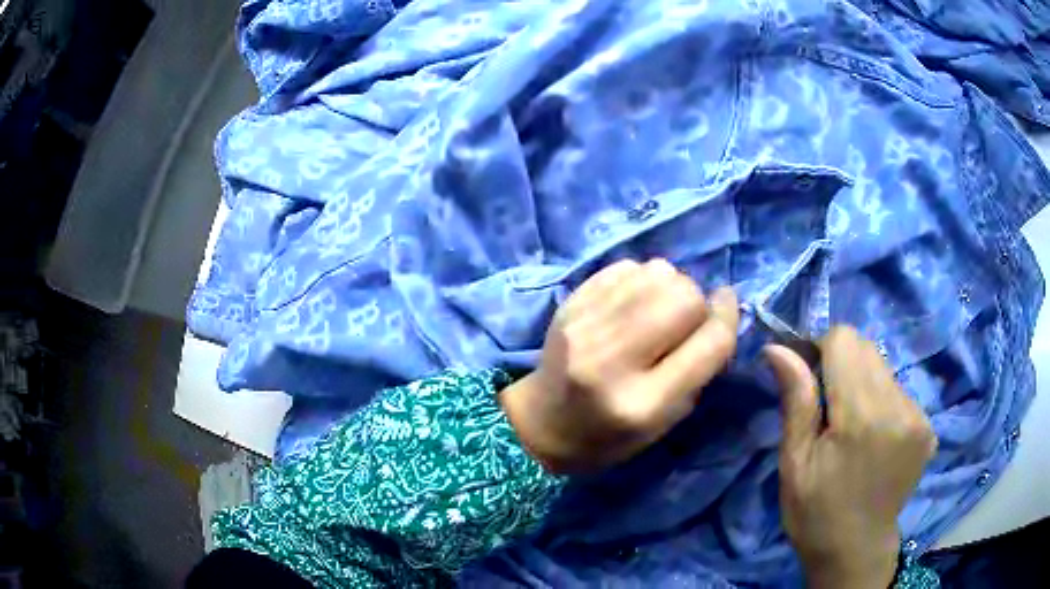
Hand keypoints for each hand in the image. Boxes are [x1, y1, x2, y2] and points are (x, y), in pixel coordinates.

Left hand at [501, 259, 739, 473]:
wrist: (541, 423)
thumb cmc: (609, 436)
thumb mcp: (664, 424)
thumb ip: (698, 371)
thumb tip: (720, 311)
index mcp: (642, 404)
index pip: (709, 345)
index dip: (728, 319)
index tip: (729, 306)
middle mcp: (612, 360)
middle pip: (684, 297)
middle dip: (697, 305)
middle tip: (685, 322)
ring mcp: (586, 326)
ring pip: (657, 272)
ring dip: (670, 287)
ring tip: (657, 311)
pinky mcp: (570, 304)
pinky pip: (627, 267)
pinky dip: (641, 280)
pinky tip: (631, 303)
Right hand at [765, 326, 936, 588]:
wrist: (855, 552)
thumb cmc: (815, 514)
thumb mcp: (794, 464)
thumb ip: (796, 401)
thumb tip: (778, 348)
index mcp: (862, 418)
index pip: (844, 340)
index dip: (819, 350)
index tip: (808, 380)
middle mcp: (899, 407)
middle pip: (866, 348)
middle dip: (841, 364)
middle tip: (827, 408)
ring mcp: (918, 416)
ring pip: (883, 367)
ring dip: (862, 383)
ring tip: (851, 427)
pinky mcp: (928, 426)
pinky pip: (898, 390)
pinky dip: (880, 401)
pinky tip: (872, 437)